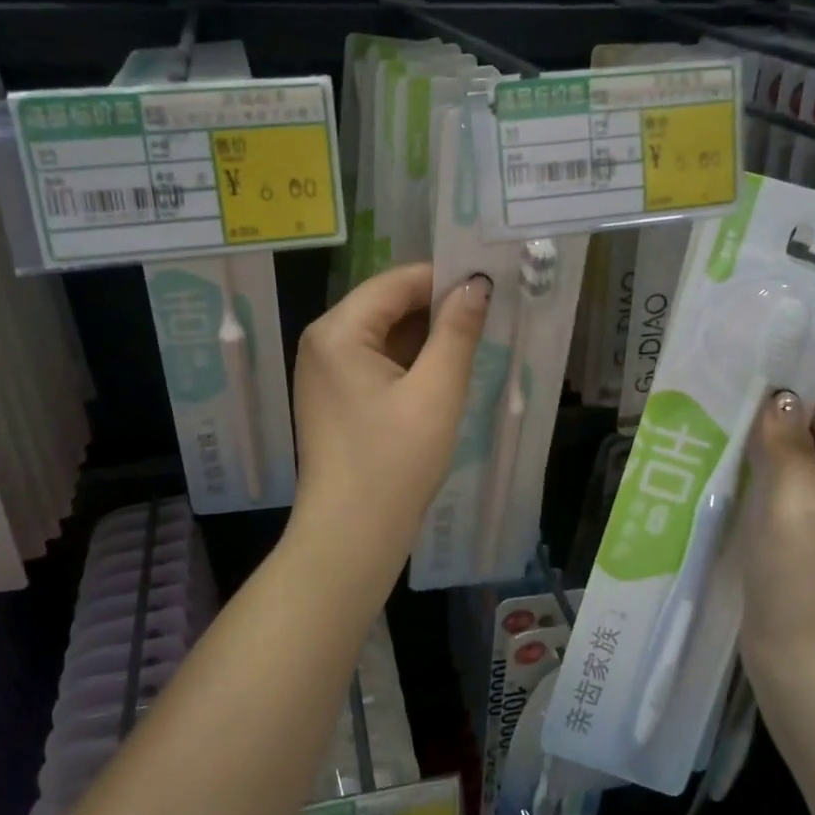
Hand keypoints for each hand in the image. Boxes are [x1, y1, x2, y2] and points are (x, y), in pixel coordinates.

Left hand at [290, 263, 490, 566]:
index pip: (396, 282)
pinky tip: (443, 372)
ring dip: (426, 336)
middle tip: (489, 314)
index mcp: (338, 331)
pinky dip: (408, 361)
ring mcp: (324, 371)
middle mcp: (322, 342)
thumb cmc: (395, 462)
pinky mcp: (334, 397)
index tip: (491, 285)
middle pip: (387, 305)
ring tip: (474, 341)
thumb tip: (476, 284)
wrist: (351, 535)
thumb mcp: (436, 392)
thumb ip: (457, 331)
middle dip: (436, 308)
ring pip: (383, 334)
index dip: (445, 279)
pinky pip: (375, 362)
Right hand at [739, 380, 814, 698]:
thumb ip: (785, 444)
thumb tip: (777, 397)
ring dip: (752, 449)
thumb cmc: (808, 583)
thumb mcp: (794, 503)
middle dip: (765, 413)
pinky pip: (778, 498)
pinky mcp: (804, 547)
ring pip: (790, 465)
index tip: (739, 367)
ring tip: (701, 430)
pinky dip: (750, 483)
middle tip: (708, 397)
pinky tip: (712, 478)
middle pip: (812, 431)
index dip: (791, 379)